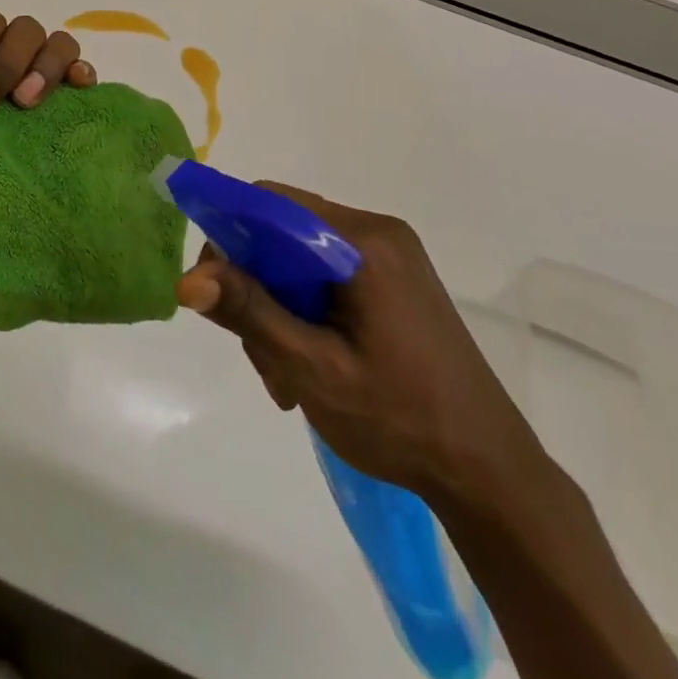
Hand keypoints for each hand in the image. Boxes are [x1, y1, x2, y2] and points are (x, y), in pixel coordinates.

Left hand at [0, 0, 98, 125]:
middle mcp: (2, 62)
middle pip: (22, 29)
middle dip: (1, 65)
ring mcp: (31, 87)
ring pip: (57, 44)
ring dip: (43, 67)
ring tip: (23, 106)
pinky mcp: (56, 116)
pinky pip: (81, 75)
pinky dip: (81, 72)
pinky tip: (77, 88)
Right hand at [177, 183, 550, 515]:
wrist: (491, 475)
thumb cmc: (400, 421)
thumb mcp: (313, 369)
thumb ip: (250, 313)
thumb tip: (186, 280)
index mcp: (362, 242)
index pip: (270, 203)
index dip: (229, 234)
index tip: (211, 290)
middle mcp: (377, 231)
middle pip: (282, 231)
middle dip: (255, 286)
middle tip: (257, 354)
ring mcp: (391, 254)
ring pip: (299, 256)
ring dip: (278, 306)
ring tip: (285, 376)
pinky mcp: (395, 277)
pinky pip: (326, 272)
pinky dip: (305, 309)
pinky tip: (310, 362)